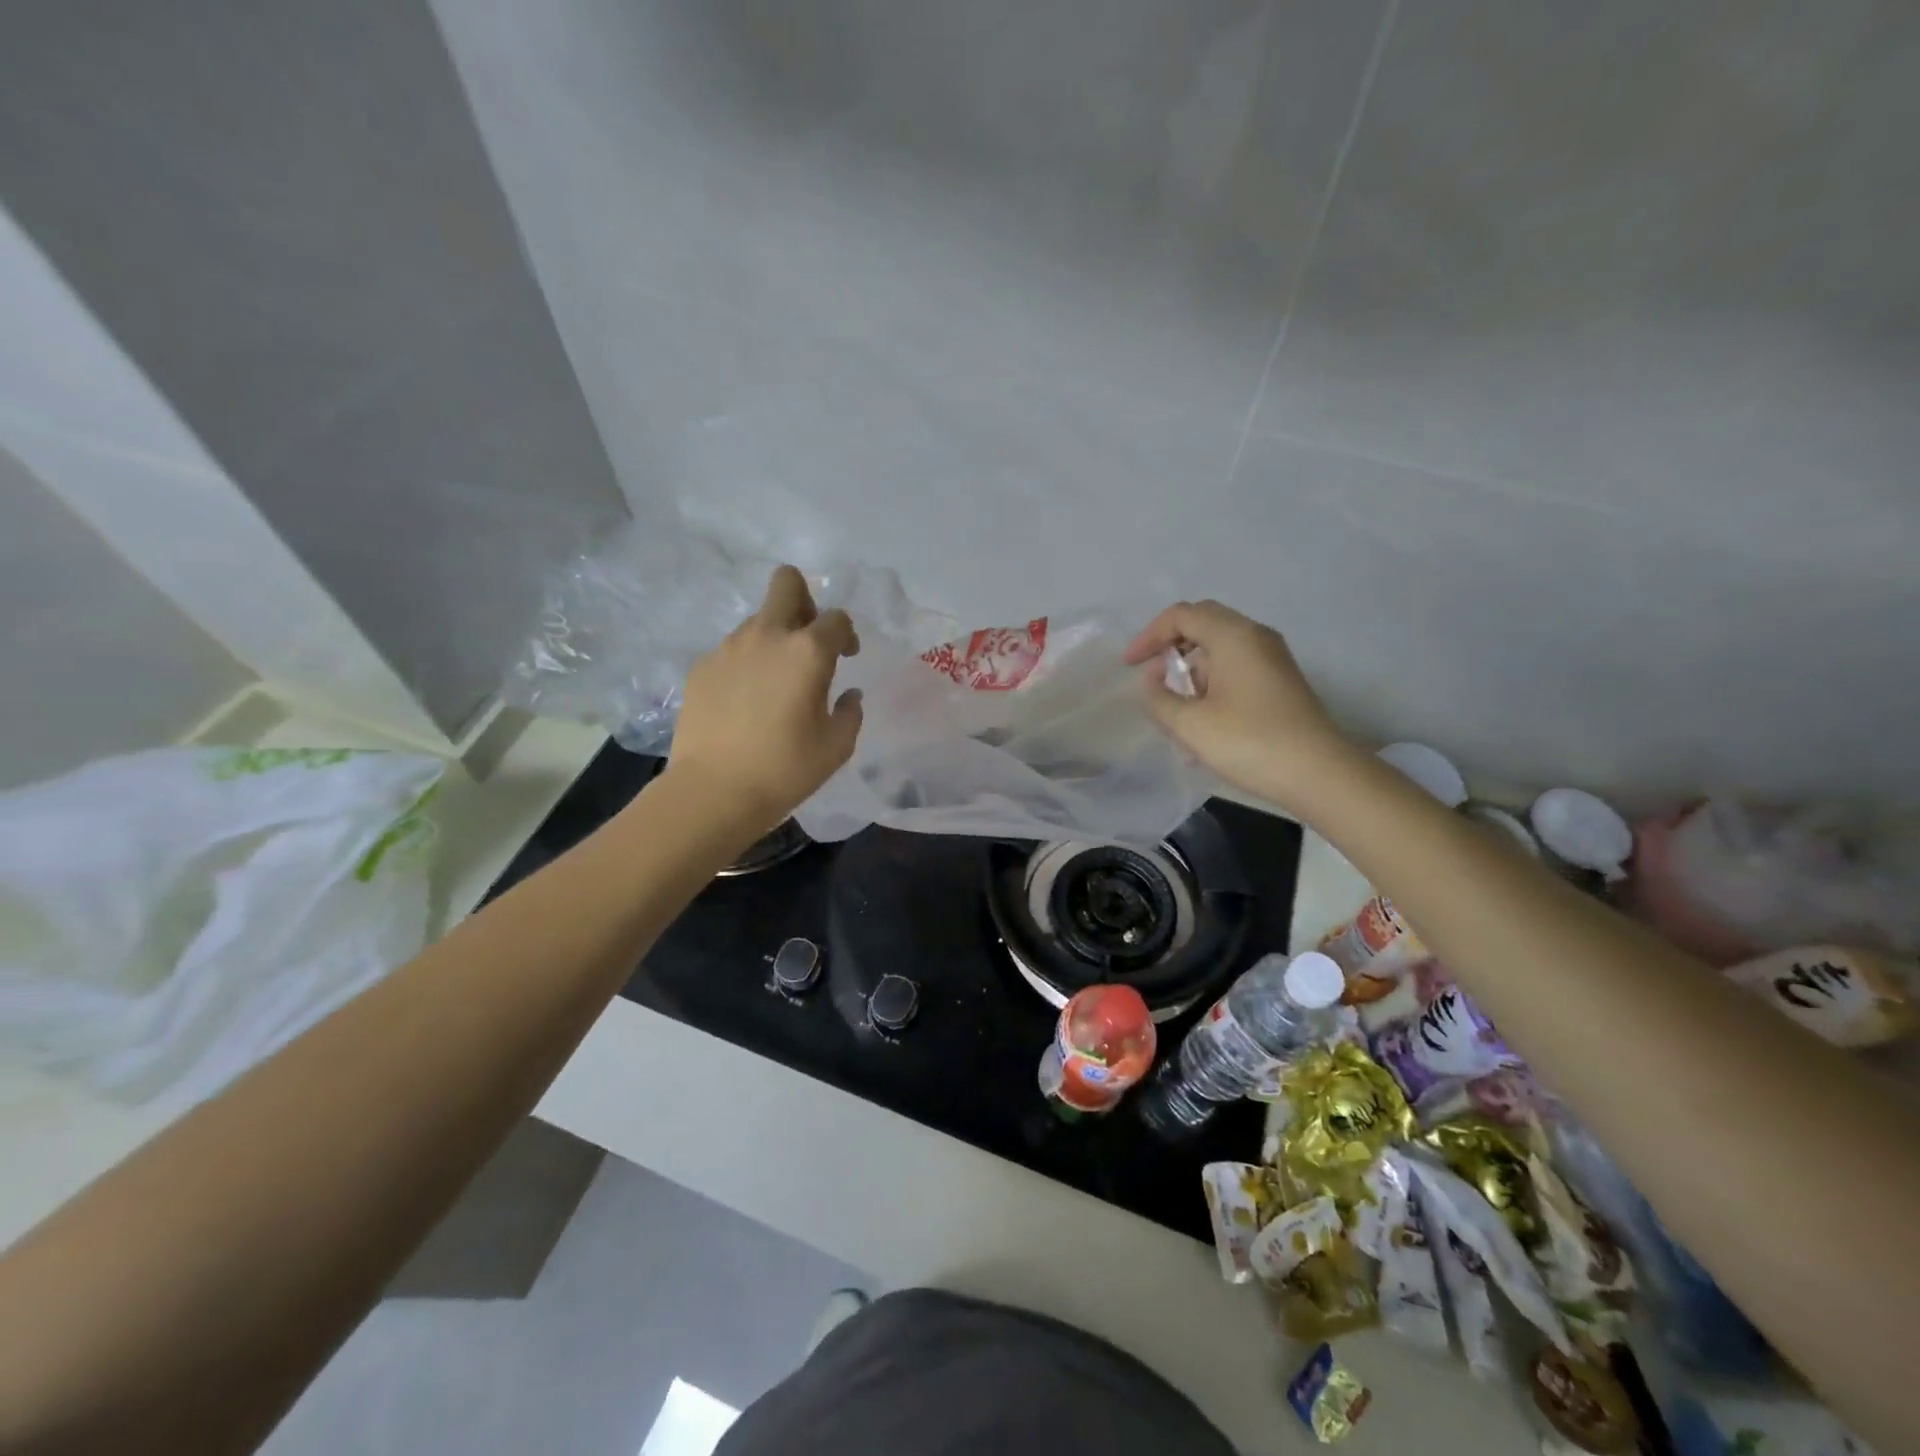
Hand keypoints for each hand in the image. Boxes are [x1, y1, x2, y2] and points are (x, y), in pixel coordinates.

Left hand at [665, 566, 863, 837]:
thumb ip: (850, 713)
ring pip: (757, 620)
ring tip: (774, 684)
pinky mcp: (702, 667)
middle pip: (786, 583)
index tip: (847, 658)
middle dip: (804, 600)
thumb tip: (847, 695)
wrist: (713, 790)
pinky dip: (745, 665)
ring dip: (773, 639)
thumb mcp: (837, 746)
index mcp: (808, 651)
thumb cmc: (786, 768)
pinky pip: (732, 651)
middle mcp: (767, 636)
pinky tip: (745, 703)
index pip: (836, 618)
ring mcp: (729, 648)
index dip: (846, 634)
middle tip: (807, 639)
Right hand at [1124, 600, 1356, 813]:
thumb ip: (1160, 698)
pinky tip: (1202, 724)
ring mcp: (1272, 659)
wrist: (1320, 774)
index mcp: (1234, 636)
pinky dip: (1211, 685)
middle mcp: (1256, 637)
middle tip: (1150, 676)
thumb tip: (1154, 680)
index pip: (1182, 615)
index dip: (1149, 636)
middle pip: (1203, 624)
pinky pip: (1235, 669)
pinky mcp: (1279, 682)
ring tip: (1175, 712)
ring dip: (1191, 672)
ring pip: (1219, 649)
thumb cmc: (1250, 742)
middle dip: (1170, 647)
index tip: (1130, 666)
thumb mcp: (1190, 725)